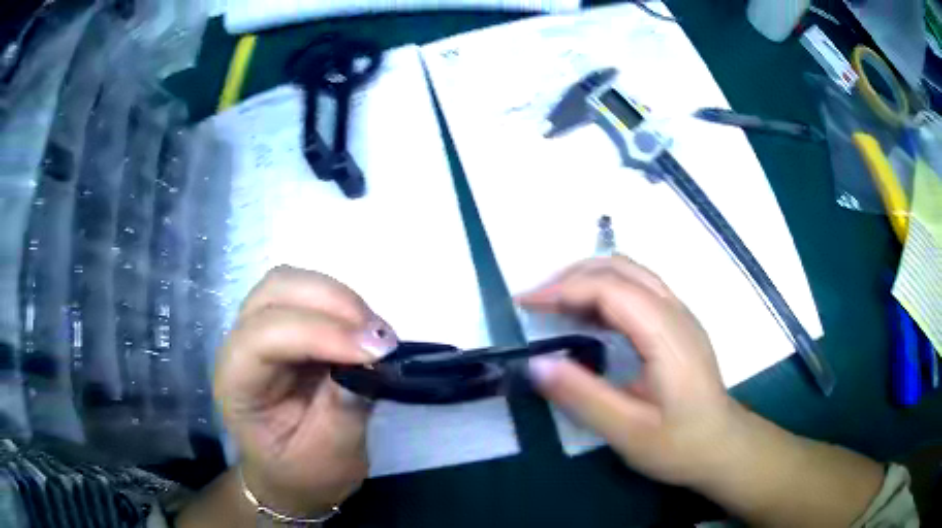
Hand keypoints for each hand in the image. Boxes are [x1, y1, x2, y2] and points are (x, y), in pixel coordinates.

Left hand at [213, 266, 396, 516]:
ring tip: (374, 333)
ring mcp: (260, 330)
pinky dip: (341, 303)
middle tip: (379, 338)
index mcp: (237, 383)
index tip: (377, 351)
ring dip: (338, 297)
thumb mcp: (330, 457)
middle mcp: (239, 346)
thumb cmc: (304, 472)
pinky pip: (310, 295)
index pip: (265, 336)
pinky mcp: (285, 327)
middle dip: (331, 302)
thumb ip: (345, 409)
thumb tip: (372, 360)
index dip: (321, 333)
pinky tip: (363, 331)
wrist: (291, 473)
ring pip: (291, 282)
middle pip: (274, 291)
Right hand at [520, 256, 737, 486]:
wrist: (723, 446)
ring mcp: (680, 315)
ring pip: (631, 273)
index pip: (610, 288)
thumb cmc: (680, 444)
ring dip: (588, 279)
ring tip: (554, 306)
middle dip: (572, 276)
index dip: (563, 289)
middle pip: (621, 268)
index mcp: (666, 335)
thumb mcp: (628, 432)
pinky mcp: (678, 324)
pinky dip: (605, 292)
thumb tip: (536, 363)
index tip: (525, 304)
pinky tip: (588, 318)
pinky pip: (638, 290)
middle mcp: (676, 312)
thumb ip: (583, 397)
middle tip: (536, 302)